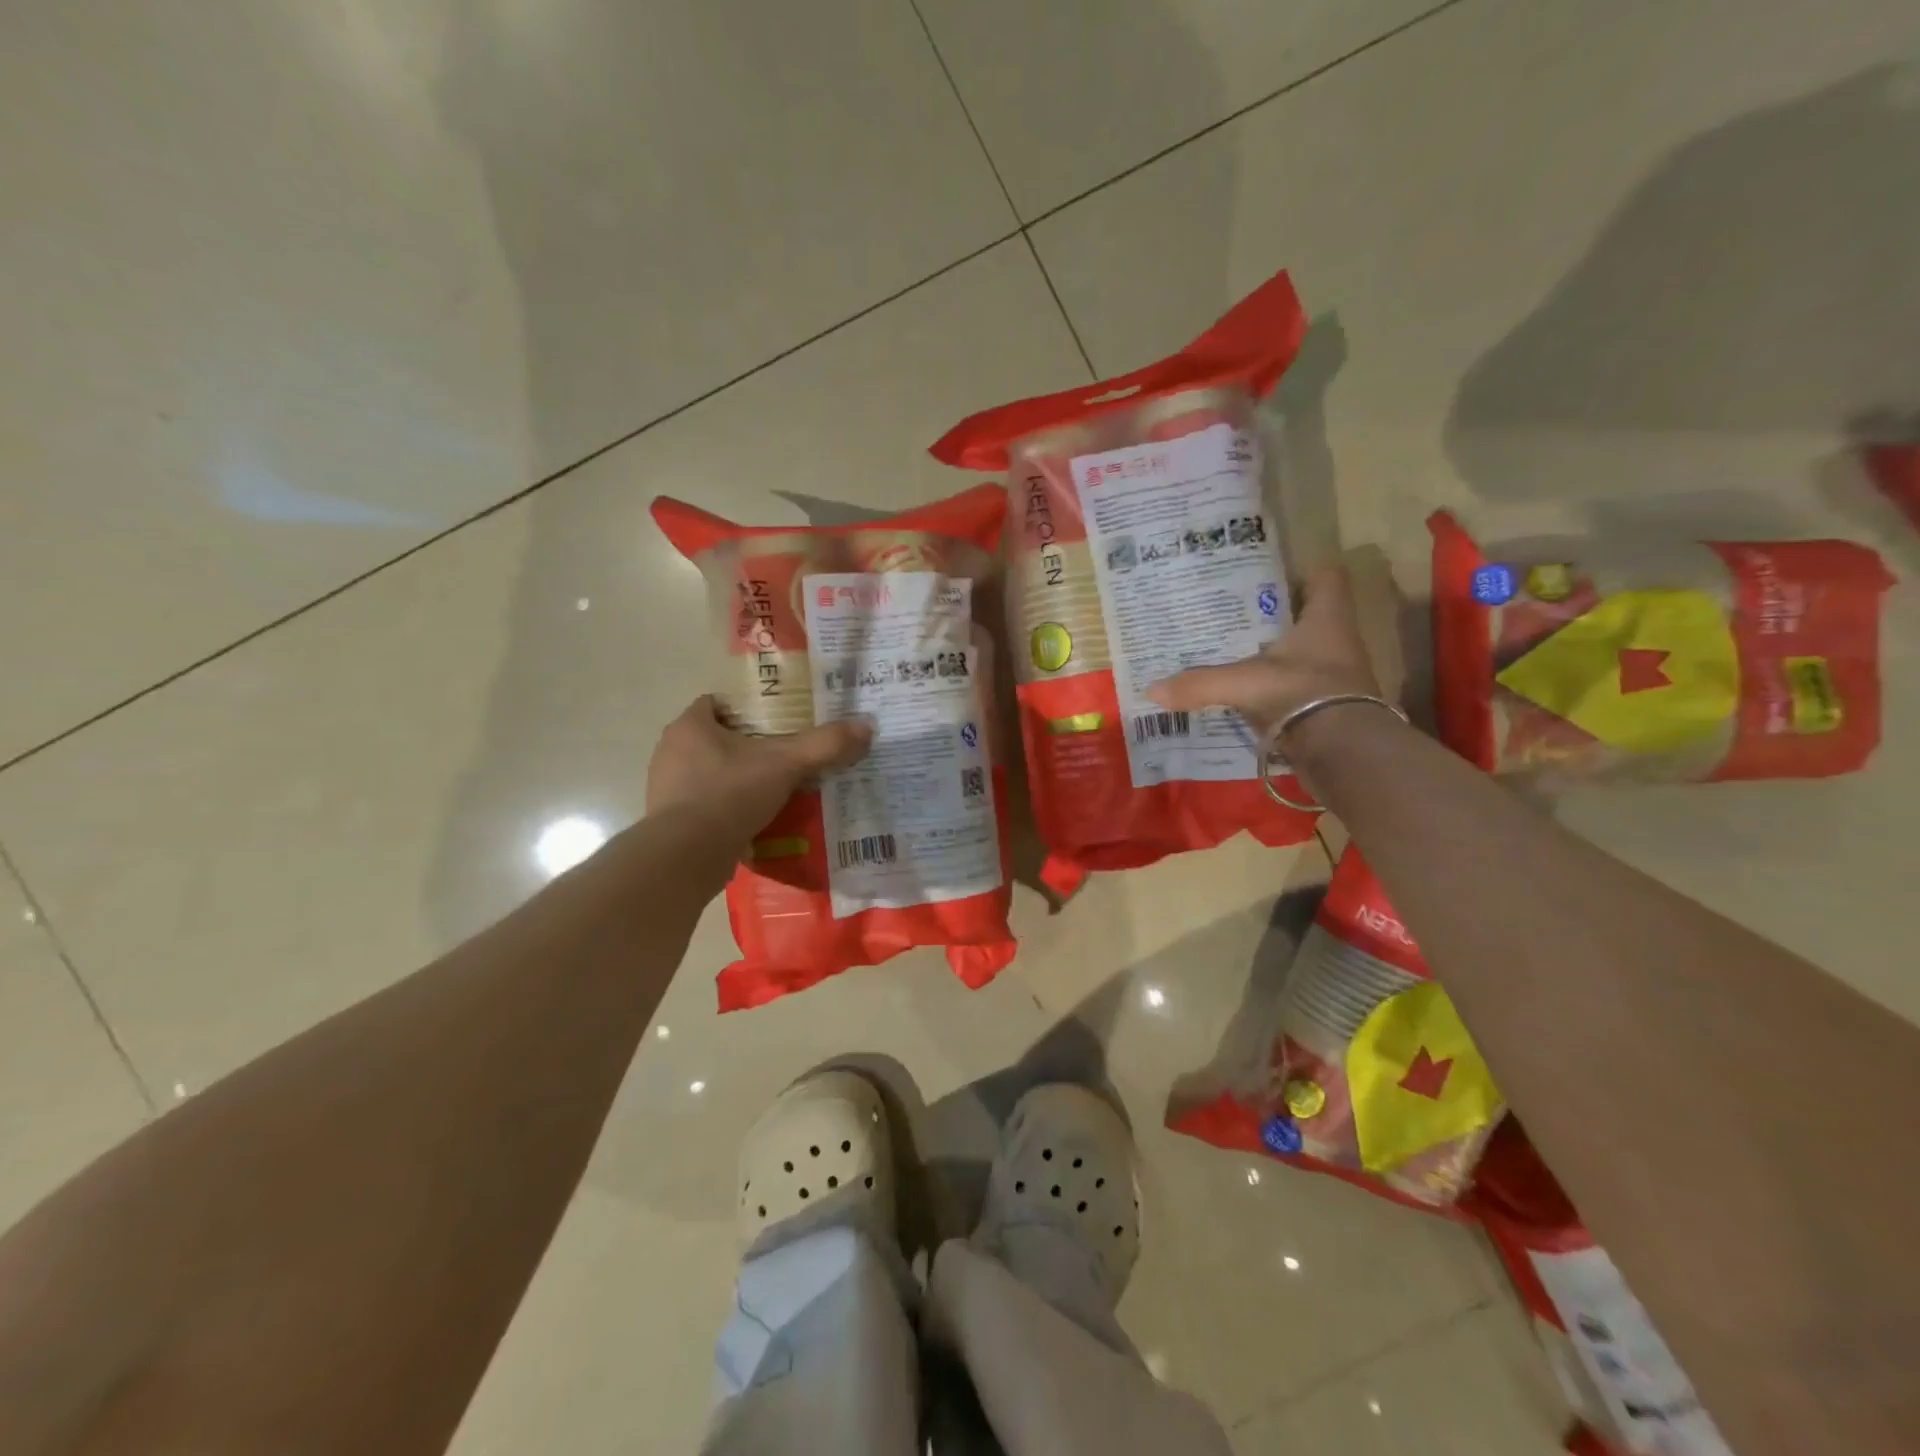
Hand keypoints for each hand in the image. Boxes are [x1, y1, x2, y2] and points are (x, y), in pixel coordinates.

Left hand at [646, 696, 872, 837]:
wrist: (686, 857)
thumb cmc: (729, 795)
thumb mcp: (785, 765)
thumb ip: (824, 745)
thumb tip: (867, 727)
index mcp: (690, 726)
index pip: (718, 703)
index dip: (749, 709)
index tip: (779, 722)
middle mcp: (671, 751)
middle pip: (717, 739)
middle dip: (750, 747)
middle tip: (786, 756)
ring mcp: (667, 788)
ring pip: (711, 774)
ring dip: (740, 780)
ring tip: (777, 791)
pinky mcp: (670, 822)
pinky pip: (706, 806)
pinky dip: (729, 810)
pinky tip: (757, 821)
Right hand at [1146, 566, 1380, 736]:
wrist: (1343, 752)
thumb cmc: (1301, 694)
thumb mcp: (1242, 683)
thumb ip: (1199, 683)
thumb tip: (1151, 689)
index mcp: (1327, 620)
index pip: (1327, 579)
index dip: (1303, 573)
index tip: (1270, 579)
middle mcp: (1338, 642)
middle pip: (1309, 618)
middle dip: (1276, 618)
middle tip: (1235, 617)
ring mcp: (1336, 678)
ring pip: (1303, 655)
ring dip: (1275, 657)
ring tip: (1234, 655)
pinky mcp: (1328, 708)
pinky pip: (1297, 690)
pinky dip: (1275, 692)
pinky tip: (1247, 696)